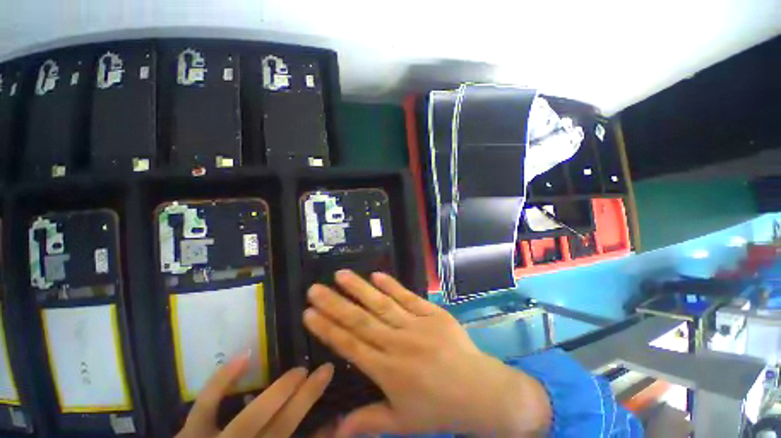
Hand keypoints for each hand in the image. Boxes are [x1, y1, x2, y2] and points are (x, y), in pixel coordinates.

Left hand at [176, 352, 333, 437]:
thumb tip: (325, 432)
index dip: (323, 435)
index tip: (339, 414)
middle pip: (280, 429)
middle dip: (305, 400)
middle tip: (325, 371)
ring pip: (251, 419)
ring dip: (278, 393)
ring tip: (298, 371)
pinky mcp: (190, 434)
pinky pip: (207, 405)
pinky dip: (223, 381)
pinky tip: (245, 355)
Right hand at [303, 270, 551, 436]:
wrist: (480, 391)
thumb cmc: (438, 408)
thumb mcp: (402, 423)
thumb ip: (368, 421)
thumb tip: (334, 431)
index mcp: (387, 370)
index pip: (349, 345)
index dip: (327, 328)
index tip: (309, 313)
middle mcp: (398, 343)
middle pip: (360, 320)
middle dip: (334, 304)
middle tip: (315, 289)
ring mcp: (416, 325)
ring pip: (381, 304)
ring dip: (359, 288)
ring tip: (341, 274)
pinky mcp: (432, 313)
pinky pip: (408, 297)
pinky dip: (391, 285)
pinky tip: (376, 274)